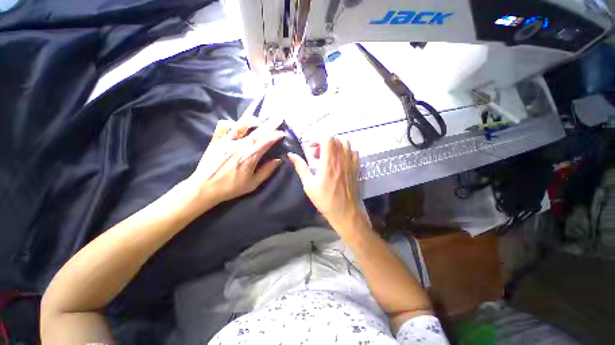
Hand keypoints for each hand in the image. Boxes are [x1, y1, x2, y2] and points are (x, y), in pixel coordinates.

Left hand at [187, 119, 283, 207]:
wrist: (205, 187)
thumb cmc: (231, 187)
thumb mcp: (253, 183)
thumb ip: (267, 171)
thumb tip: (278, 160)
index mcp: (249, 157)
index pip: (266, 142)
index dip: (275, 135)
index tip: (282, 132)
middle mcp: (239, 145)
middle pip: (258, 131)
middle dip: (270, 124)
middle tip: (278, 117)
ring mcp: (226, 141)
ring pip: (241, 124)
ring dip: (252, 120)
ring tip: (260, 120)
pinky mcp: (216, 140)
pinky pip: (223, 125)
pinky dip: (231, 122)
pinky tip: (237, 125)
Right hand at [288, 137, 366, 230]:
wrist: (345, 212)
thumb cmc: (325, 199)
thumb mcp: (309, 185)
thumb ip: (301, 167)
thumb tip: (291, 155)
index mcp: (329, 162)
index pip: (327, 139)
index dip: (317, 140)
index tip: (310, 149)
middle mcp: (341, 159)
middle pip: (335, 139)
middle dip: (324, 143)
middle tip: (317, 155)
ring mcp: (351, 163)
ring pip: (346, 144)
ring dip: (335, 146)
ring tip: (329, 157)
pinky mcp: (357, 168)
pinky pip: (354, 152)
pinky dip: (346, 152)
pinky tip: (340, 161)